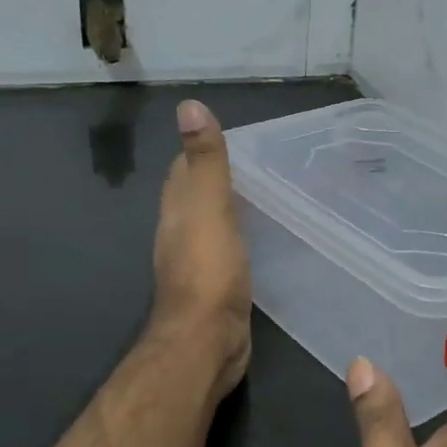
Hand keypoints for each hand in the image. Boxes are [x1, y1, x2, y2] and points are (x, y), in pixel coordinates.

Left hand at [150, 100, 251, 397]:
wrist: (207, 340)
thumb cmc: (208, 271)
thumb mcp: (209, 207)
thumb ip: (205, 162)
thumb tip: (189, 105)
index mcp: (177, 211)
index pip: (183, 171)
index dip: (202, 152)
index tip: (235, 141)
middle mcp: (181, 234)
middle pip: (197, 199)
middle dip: (221, 182)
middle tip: (262, 168)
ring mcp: (198, 264)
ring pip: (214, 227)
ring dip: (233, 212)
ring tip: (269, 199)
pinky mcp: (217, 289)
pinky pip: (230, 254)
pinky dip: (243, 241)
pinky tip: (264, 242)